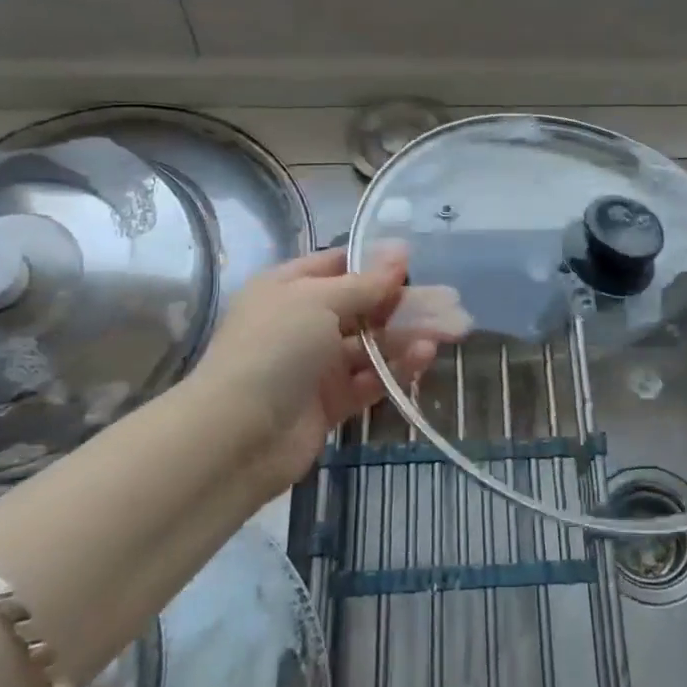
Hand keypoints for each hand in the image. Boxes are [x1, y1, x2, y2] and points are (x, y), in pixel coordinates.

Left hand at [192, 245, 453, 492]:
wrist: (236, 436)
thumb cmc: (274, 349)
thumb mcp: (319, 301)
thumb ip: (365, 282)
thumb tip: (400, 249)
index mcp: (288, 288)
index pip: (338, 265)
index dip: (376, 263)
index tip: (416, 264)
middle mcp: (302, 322)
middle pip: (362, 306)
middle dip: (404, 303)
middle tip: (449, 302)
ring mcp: (316, 365)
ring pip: (371, 344)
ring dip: (407, 336)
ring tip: (448, 331)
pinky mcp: (330, 403)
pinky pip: (369, 379)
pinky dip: (396, 369)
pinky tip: (424, 357)